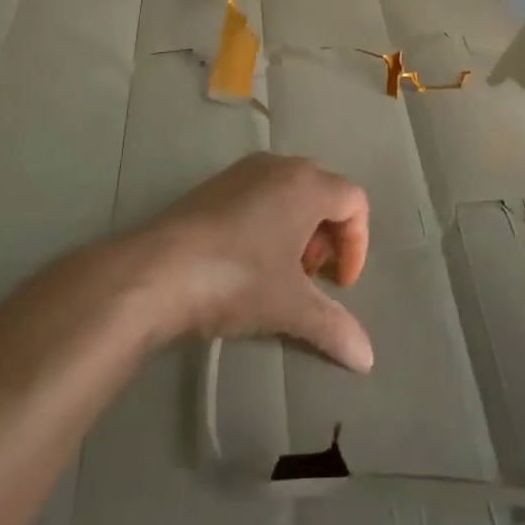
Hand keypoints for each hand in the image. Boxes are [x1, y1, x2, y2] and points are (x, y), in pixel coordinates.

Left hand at [133, 152, 373, 372]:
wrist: (156, 271)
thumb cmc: (237, 279)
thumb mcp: (290, 307)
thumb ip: (334, 327)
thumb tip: (367, 359)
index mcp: (307, 184)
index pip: (354, 202)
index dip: (357, 245)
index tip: (338, 285)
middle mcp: (279, 166)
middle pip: (323, 193)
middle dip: (327, 236)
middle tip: (311, 276)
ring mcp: (242, 171)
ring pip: (289, 192)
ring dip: (297, 230)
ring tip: (279, 272)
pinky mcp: (213, 184)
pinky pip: (258, 194)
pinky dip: (267, 222)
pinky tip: (245, 261)